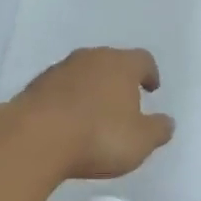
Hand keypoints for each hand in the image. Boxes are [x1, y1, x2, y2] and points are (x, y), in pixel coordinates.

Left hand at [7, 47, 175, 180]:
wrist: (33, 139)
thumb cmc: (98, 137)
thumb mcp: (140, 141)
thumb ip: (158, 130)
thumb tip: (166, 122)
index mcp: (121, 65)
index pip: (142, 59)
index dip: (149, 73)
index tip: (151, 88)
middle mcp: (90, 58)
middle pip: (110, 62)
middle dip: (118, 80)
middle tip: (124, 101)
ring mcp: (58, 70)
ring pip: (82, 74)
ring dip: (90, 89)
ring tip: (94, 114)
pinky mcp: (33, 87)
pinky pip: (59, 90)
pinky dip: (67, 101)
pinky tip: (67, 123)